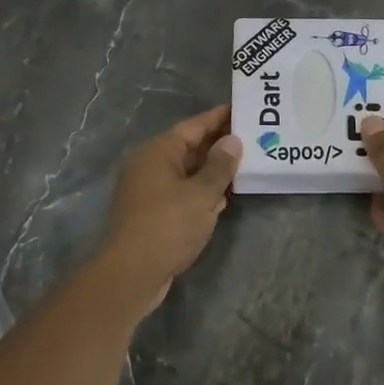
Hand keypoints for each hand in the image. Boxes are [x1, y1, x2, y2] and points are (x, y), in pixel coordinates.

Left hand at [98, 105, 241, 306]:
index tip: (243, 110)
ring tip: (245, 165)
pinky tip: (223, 197)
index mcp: (158, 151)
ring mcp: (148, 190)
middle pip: (189, 147)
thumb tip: (232, 140)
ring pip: (186, 172)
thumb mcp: (202, 193)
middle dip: (218, 145)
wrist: (131, 274)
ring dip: (212, 170)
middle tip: (252, 138)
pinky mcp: (151, 213)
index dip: (219, 118)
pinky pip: (181, 192)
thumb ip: (220, 165)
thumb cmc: (168, 225)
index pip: (193, 126)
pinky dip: (201, 191)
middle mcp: (149, 165)